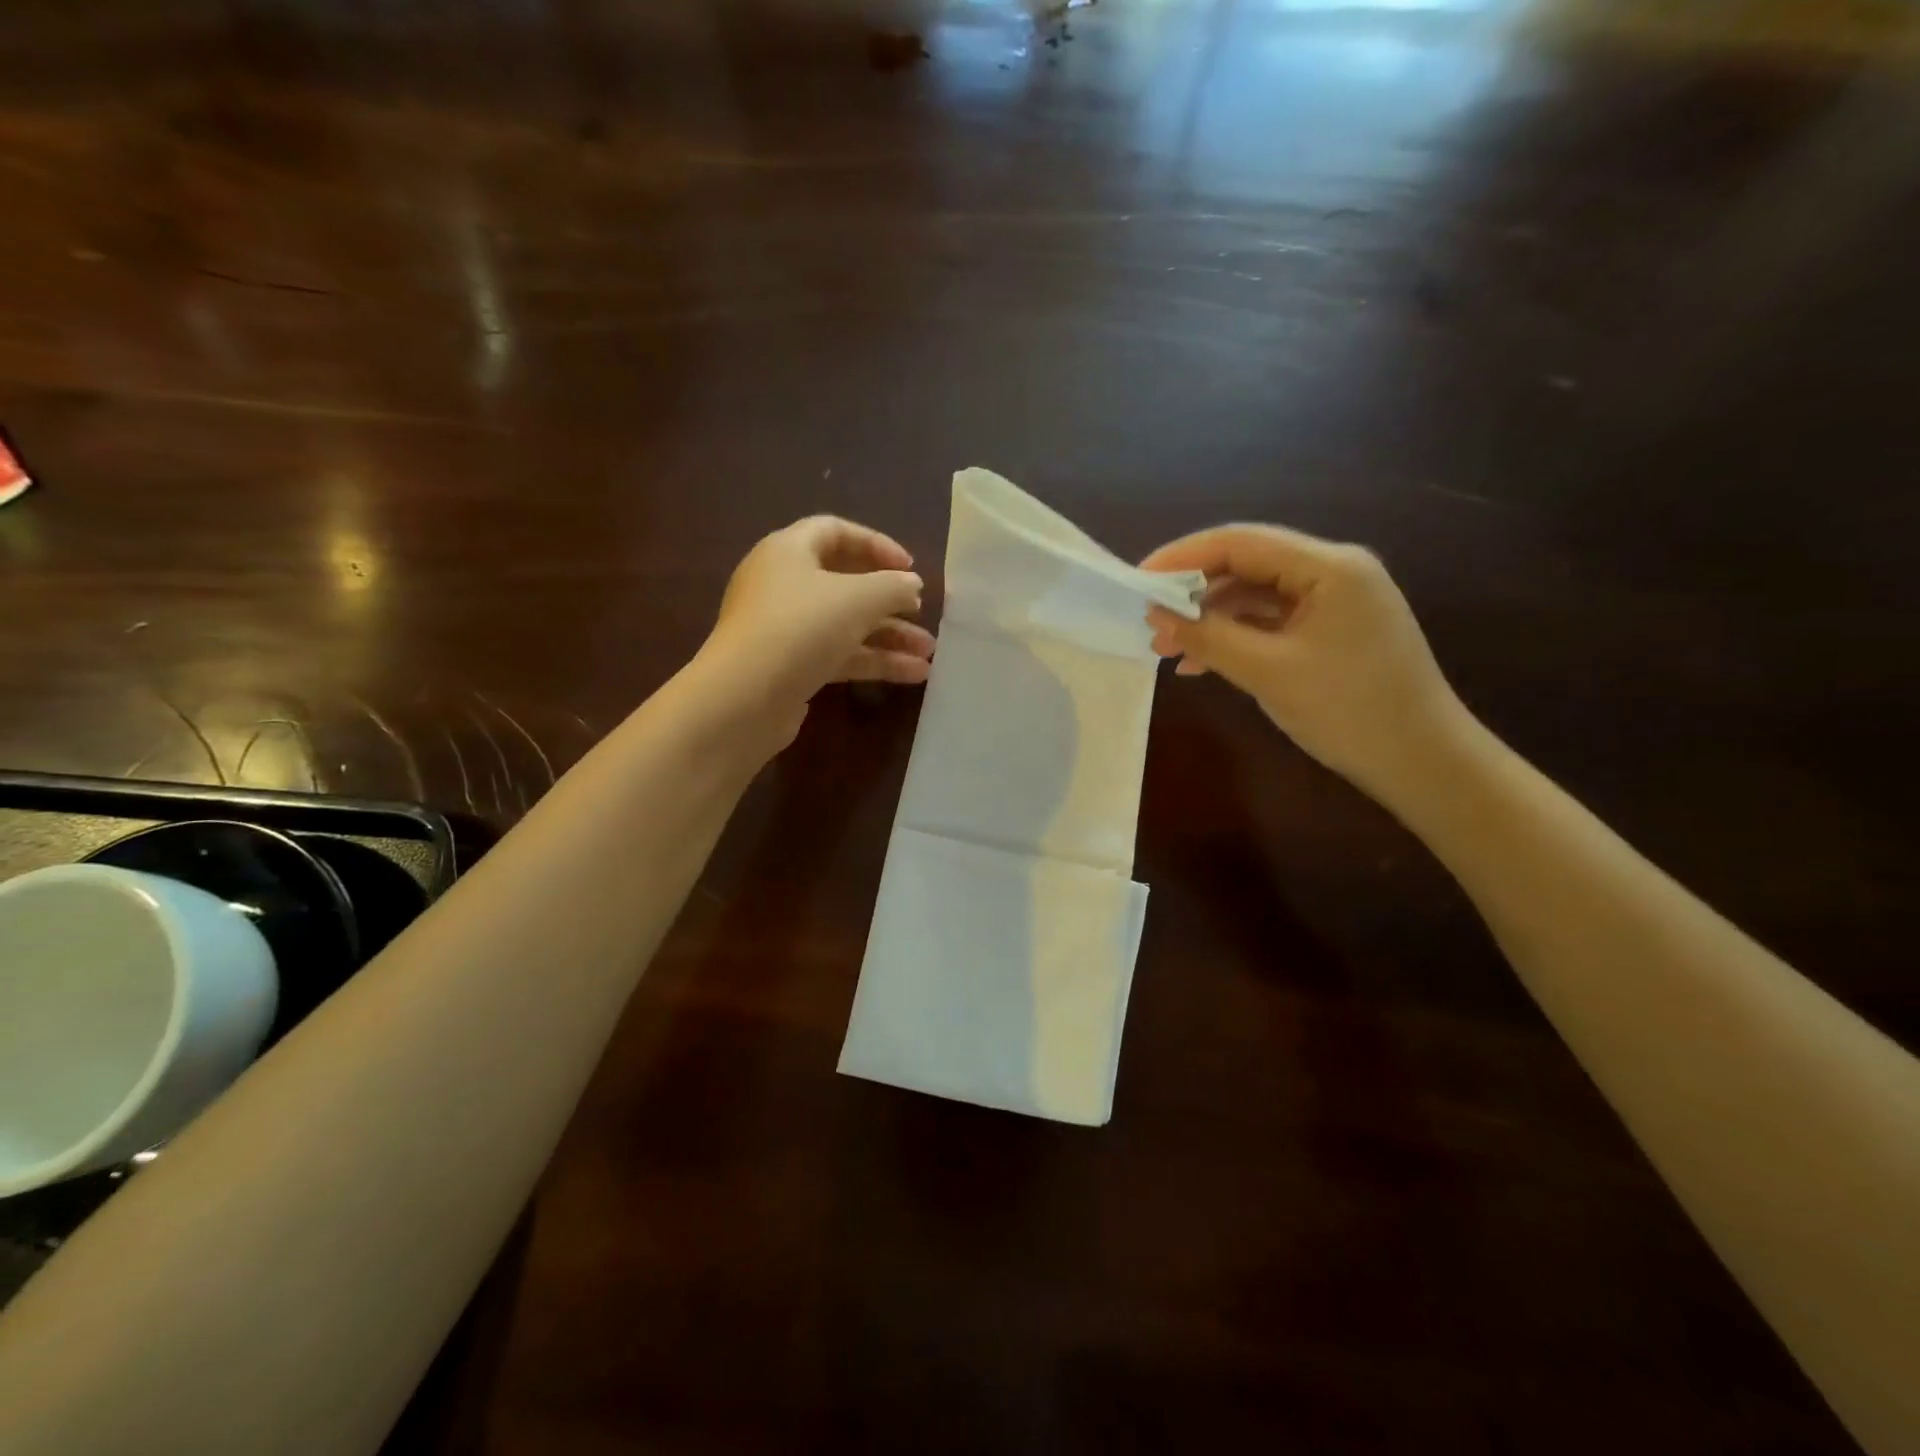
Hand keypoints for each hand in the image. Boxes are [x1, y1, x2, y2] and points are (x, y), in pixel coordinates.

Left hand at [699, 516, 932, 748]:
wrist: (743, 699)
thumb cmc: (800, 629)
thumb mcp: (857, 599)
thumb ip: (893, 587)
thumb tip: (912, 585)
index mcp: (788, 551)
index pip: (835, 532)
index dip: (876, 544)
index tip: (909, 567)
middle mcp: (781, 585)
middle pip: (843, 583)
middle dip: (888, 601)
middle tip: (921, 612)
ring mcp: (783, 629)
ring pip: (844, 624)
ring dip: (887, 636)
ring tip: (928, 654)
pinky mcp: (789, 667)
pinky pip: (837, 655)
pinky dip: (872, 661)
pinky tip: (911, 676)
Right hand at [1141, 524, 1469, 802]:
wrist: (1422, 762)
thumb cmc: (1349, 711)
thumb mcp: (1268, 672)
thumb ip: (1209, 637)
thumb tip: (1156, 615)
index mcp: (1329, 567)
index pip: (1240, 542)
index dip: (1182, 557)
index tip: (1138, 581)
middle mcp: (1334, 571)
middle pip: (1246, 564)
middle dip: (1193, 592)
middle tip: (1150, 622)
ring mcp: (1336, 601)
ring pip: (1256, 595)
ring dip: (1210, 618)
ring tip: (1168, 649)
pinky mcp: (1334, 630)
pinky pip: (1272, 621)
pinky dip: (1236, 637)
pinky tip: (1203, 663)